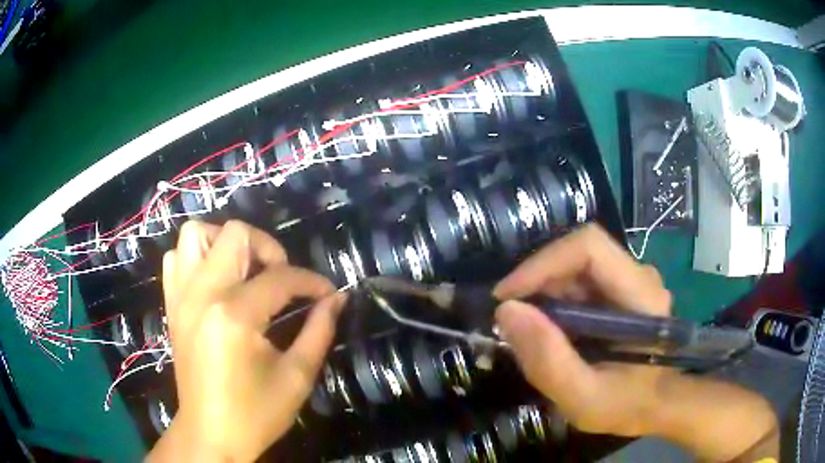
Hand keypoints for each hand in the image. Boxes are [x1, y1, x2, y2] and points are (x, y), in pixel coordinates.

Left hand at [147, 220, 345, 462]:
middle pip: (235, 234)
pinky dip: (197, 259)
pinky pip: (176, 259)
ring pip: (196, 235)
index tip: (329, 295)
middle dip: (268, 248)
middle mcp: (202, 294)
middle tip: (282, 278)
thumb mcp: (297, 376)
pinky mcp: (172, 306)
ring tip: (244, 272)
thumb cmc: (256, 413)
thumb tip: (337, 299)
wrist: (211, 434)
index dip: (312, 282)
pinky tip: (215, 283)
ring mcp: (181, 297)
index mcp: (235, 315)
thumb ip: (320, 331)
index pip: (280, 278)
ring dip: (225, 244)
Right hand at [493, 224, 777, 460]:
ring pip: (576, 267)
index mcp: (641, 295)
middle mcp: (639, 275)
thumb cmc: (627, 405)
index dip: (543, 263)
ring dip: (544, 293)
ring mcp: (631, 280)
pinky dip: (555, 302)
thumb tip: (507, 311)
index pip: (589, 248)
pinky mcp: (620, 290)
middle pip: (579, 254)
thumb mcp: (584, 398)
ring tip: (527, 332)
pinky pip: (580, 282)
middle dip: (538, 281)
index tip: (507, 297)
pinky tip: (549, 332)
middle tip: (510, 320)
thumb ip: (548, 360)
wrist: (656, 405)